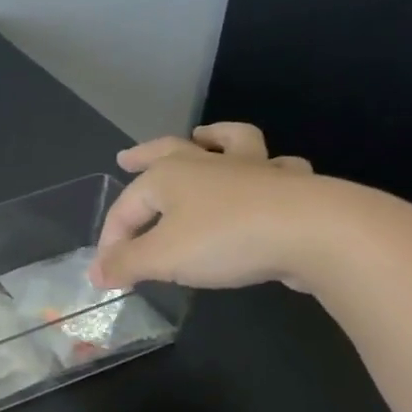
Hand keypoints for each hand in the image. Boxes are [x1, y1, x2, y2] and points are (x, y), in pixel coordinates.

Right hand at [91, 122, 321, 290]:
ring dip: (215, 139)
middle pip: (168, 150)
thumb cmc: (225, 239)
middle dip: (144, 155)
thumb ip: (126, 264)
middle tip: (127, 157)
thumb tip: (96, 273)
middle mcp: (207, 164)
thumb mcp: (162, 258)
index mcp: (168, 176)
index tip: (108, 271)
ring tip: (206, 139)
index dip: (111, 239)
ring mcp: (253, 169)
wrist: (315, 232)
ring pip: (231, 143)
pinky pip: (279, 168)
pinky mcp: (291, 186)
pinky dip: (271, 169)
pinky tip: (270, 176)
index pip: (125, 208)